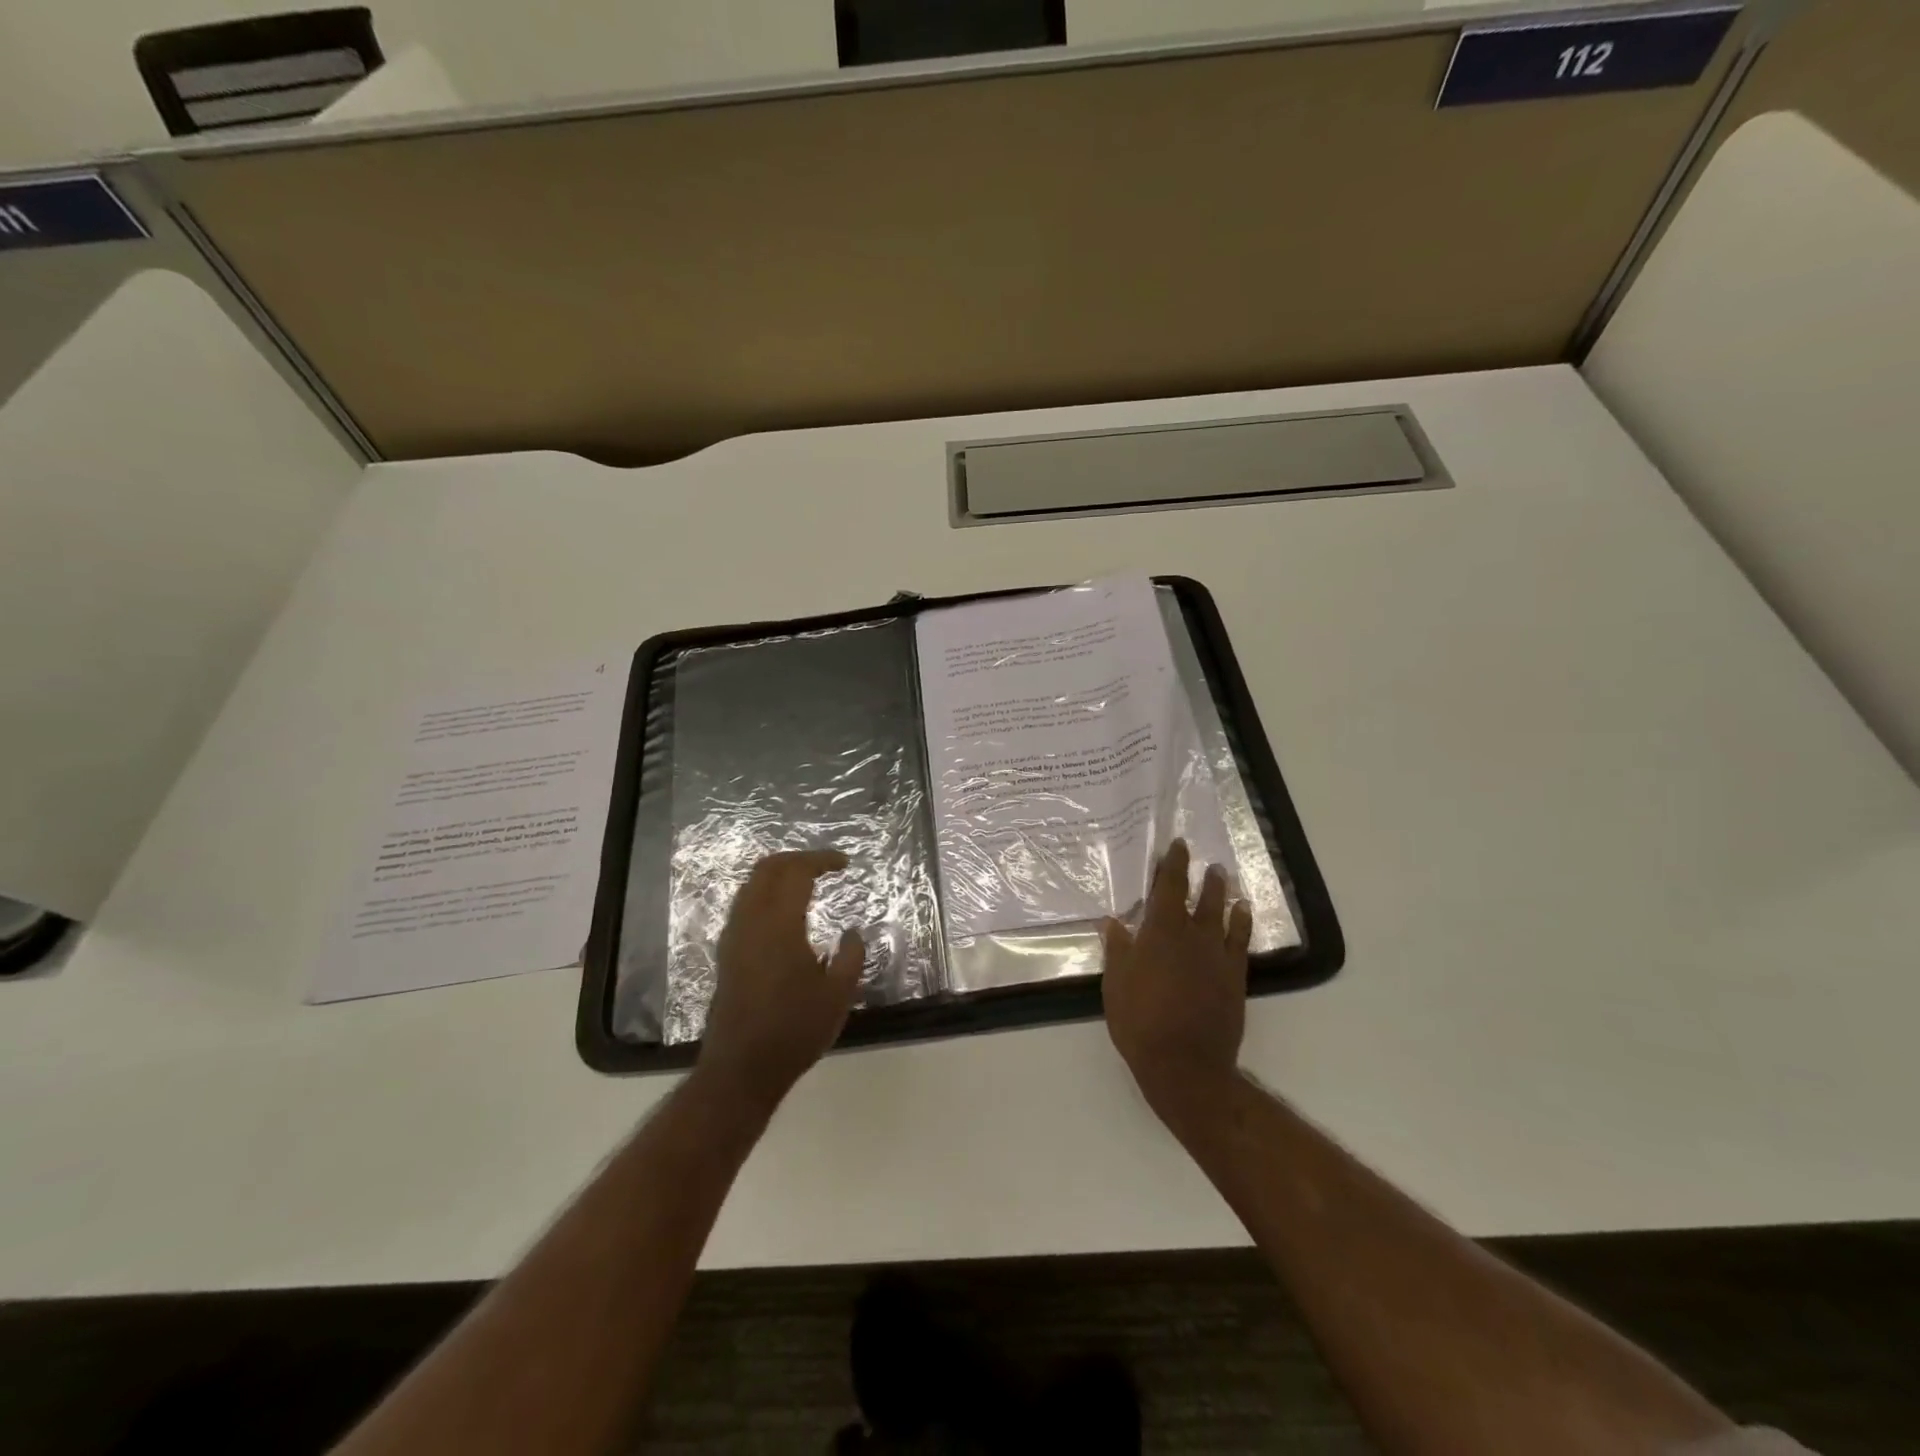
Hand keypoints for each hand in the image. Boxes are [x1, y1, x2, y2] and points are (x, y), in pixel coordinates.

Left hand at [699, 849, 865, 1111]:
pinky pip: (744, 905)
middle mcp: (751, 922)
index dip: (821, 860)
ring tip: (806, 883)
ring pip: (751, 885)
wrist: (741, 1070)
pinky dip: (765, 894)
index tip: (845, 863)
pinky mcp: (726, 954)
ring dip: (779, 875)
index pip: (797, 872)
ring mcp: (733, 937)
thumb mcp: (838, 995)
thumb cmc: (794, 1031)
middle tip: (825, 866)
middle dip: (797, 859)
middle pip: (768, 869)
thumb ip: (850, 956)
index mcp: (779, 924)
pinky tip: (784, 913)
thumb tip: (852, 933)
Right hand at [1101, 839, 1252, 1125]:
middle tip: (1204, 860)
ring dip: (1222, 894)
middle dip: (1200, 876)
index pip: (1168, 888)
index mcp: (1160, 932)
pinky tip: (1243, 913)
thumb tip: (1113, 921)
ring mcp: (1218, 956)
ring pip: (1223, 915)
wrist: (1185, 1064)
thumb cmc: (1140, 1022)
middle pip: (1199, 897)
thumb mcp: (1116, 985)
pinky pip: (1241, 941)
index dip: (1173, 865)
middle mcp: (1193, 936)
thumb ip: (1118, 950)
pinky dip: (1243, 922)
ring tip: (1223, 878)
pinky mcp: (1235, 977)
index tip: (1178, 846)